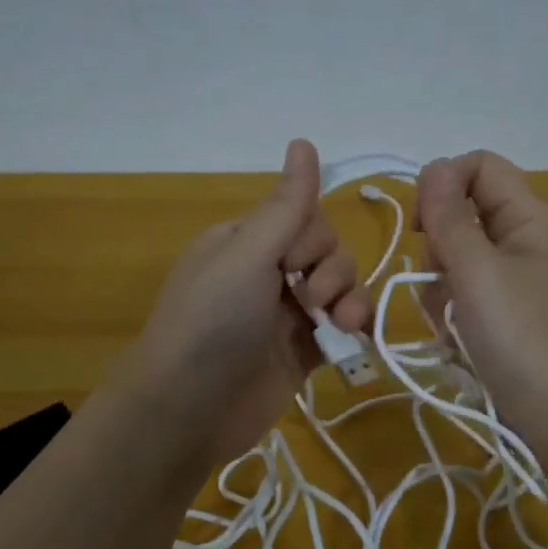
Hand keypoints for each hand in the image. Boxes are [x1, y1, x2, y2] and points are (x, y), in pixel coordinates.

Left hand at [122, 139, 371, 464]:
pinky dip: (354, 330)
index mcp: (246, 241)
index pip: (304, 217)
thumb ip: (286, 205)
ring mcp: (285, 315)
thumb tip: (304, 140)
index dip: (313, 238)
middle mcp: (266, 273)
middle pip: (327, 251)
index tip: (294, 263)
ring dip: (350, 301)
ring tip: (341, 325)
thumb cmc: (213, 321)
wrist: (189, 409)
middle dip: (332, 271)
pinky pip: (342, 329)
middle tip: (311, 300)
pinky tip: (358, 339)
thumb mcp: (248, 254)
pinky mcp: (302, 354)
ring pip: (340, 289)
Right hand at [414, 150, 547, 461]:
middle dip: (440, 249)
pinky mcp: (520, 319)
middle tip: (441, 286)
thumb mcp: (477, 272)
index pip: (479, 166)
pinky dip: (459, 316)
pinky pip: (475, 299)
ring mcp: (527, 283)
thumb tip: (433, 167)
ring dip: (443, 290)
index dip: (441, 184)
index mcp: (531, 217)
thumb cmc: (524, 338)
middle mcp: (531, 241)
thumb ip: (449, 217)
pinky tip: (460, 344)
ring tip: (451, 326)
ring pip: (464, 263)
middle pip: (467, 216)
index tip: (420, 228)